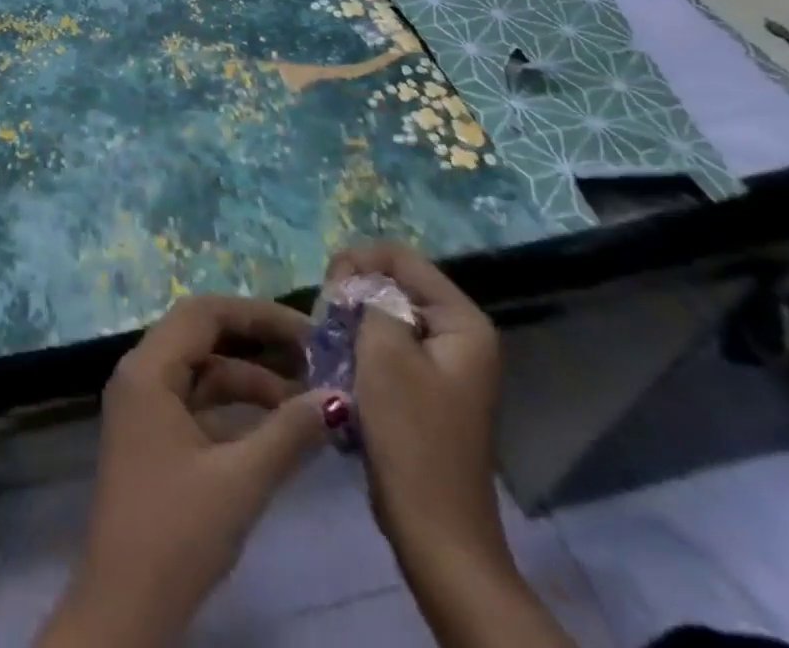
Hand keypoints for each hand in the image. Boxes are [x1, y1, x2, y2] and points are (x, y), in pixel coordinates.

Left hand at [37, 295, 333, 647]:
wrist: (123, 609)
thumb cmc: (176, 534)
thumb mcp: (240, 481)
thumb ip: (290, 434)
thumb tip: (339, 397)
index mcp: (147, 368)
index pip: (204, 312)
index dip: (258, 314)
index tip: (309, 331)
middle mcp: (140, 373)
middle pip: (203, 334)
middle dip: (258, 342)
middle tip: (314, 357)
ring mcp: (144, 405)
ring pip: (202, 370)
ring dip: (251, 379)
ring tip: (308, 398)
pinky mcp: (153, 435)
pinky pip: (197, 400)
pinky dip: (235, 407)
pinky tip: (278, 426)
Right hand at [331, 243, 574, 647]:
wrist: (434, 531)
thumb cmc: (411, 435)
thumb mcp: (384, 352)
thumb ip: (369, 300)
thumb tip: (357, 284)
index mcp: (462, 322)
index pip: (403, 258)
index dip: (360, 261)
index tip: (327, 287)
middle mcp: (460, 336)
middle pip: (396, 284)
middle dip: (355, 292)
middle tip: (325, 316)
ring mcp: (444, 365)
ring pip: (387, 316)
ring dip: (354, 322)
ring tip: (329, 340)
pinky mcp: (425, 390)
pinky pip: (388, 347)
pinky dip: (362, 348)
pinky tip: (341, 365)